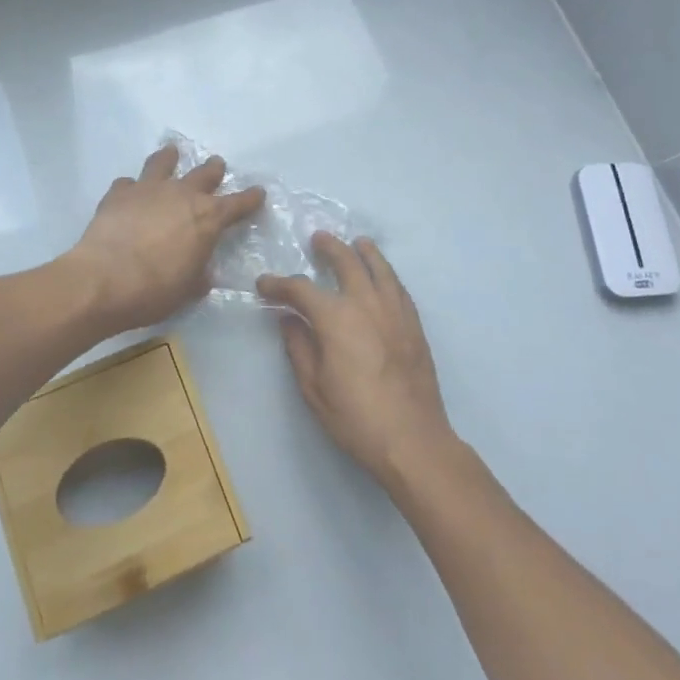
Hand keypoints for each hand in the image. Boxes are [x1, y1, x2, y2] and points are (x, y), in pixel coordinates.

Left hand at [68, 144, 265, 333]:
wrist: (104, 280)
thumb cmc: (155, 291)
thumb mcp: (188, 289)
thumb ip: (199, 275)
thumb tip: (201, 272)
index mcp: (208, 218)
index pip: (238, 204)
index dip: (250, 198)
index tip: (258, 192)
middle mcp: (182, 194)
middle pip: (204, 174)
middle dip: (213, 170)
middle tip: (217, 165)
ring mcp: (148, 189)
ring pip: (163, 163)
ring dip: (170, 158)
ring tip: (172, 153)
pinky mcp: (119, 193)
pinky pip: (128, 183)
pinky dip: (131, 186)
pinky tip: (128, 192)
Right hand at [257, 233, 454, 485]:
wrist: (413, 440)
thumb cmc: (356, 417)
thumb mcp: (313, 387)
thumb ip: (299, 347)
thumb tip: (289, 319)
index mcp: (335, 317)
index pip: (300, 288)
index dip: (278, 284)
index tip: (264, 284)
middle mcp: (366, 303)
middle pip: (346, 261)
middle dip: (329, 248)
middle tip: (317, 239)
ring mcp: (395, 311)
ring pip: (380, 268)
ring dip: (364, 252)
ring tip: (357, 243)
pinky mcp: (414, 325)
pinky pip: (399, 287)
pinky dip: (387, 274)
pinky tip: (383, 277)